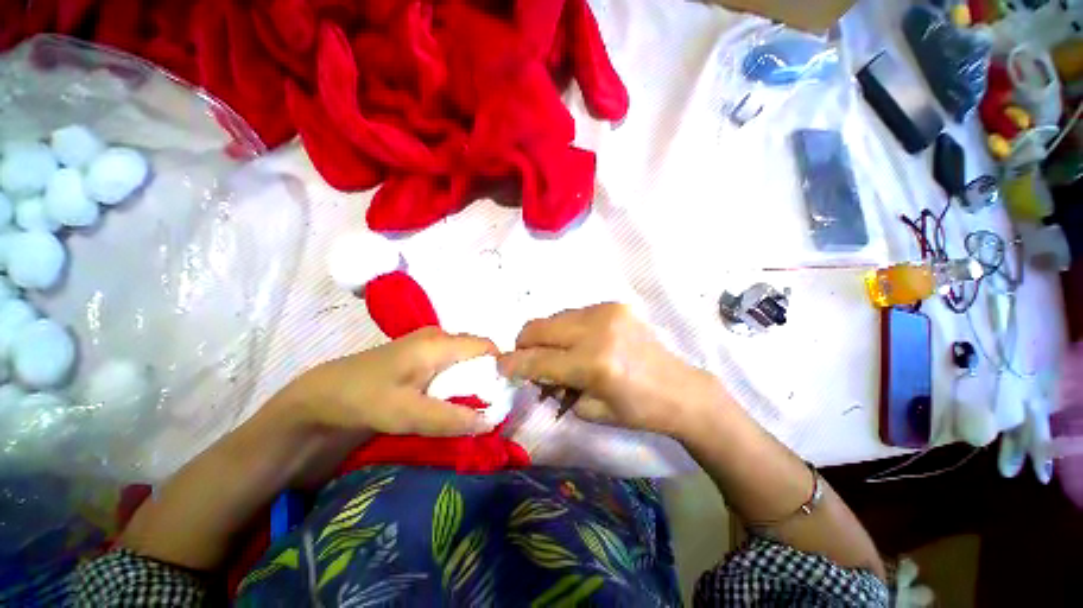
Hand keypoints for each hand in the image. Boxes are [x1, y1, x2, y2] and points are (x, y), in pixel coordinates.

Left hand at [281, 327, 498, 436]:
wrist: (319, 397)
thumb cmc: (362, 397)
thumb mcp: (404, 412)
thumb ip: (448, 417)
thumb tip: (490, 423)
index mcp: (439, 342)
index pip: (487, 348)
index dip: (501, 368)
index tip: (505, 397)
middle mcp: (439, 339)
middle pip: (477, 356)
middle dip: (488, 380)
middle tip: (492, 410)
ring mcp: (429, 348)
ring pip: (465, 363)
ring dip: (473, 386)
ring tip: (476, 412)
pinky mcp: (420, 361)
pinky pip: (451, 369)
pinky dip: (458, 387)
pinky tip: (453, 406)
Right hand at [498, 304, 724, 436]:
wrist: (681, 388)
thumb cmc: (637, 409)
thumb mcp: (589, 409)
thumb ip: (554, 385)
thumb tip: (531, 370)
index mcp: (594, 364)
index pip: (537, 360)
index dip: (512, 364)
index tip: (500, 367)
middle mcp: (597, 330)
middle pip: (538, 328)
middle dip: (524, 345)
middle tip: (527, 361)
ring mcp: (606, 311)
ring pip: (554, 318)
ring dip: (546, 337)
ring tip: (556, 355)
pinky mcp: (613, 304)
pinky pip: (573, 315)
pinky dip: (566, 330)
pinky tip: (577, 345)